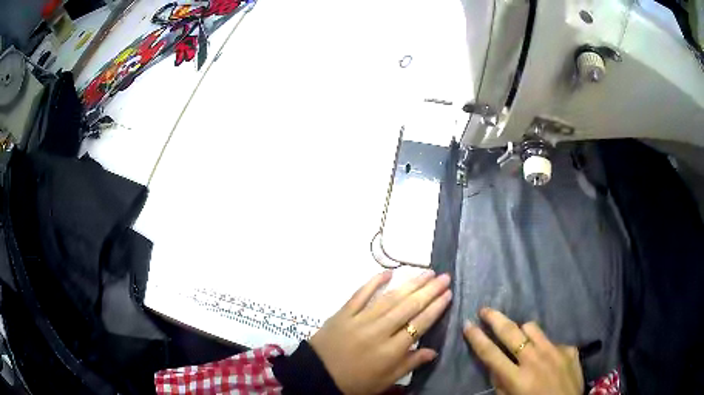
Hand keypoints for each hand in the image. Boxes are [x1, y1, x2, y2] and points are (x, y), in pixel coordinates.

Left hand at [309, 270, 451, 394]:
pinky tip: (389, 271)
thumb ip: (410, 364)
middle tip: (444, 277)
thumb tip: (434, 351)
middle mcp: (378, 331)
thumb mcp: (385, 380)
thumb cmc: (355, 382)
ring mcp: (360, 319)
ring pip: (389, 298)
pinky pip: (360, 294)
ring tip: (426, 272)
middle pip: (408, 307)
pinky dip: (374, 281)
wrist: (316, 375)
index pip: (419, 324)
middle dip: (429, 290)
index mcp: (390, 350)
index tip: (448, 294)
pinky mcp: (343, 313)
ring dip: (410, 284)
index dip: (435, 308)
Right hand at [463, 308, 583, 394]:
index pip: (491, 354)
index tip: (467, 325)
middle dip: (495, 319)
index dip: (477, 339)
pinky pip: (551, 341)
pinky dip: (544, 347)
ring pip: (532, 328)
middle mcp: (536, 360)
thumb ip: (501, 383)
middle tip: (485, 310)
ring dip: (521, 331)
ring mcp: (555, 351)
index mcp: (518, 378)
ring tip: (518, 336)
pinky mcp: (569, 349)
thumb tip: (495, 365)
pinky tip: (547, 358)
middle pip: (512, 332)